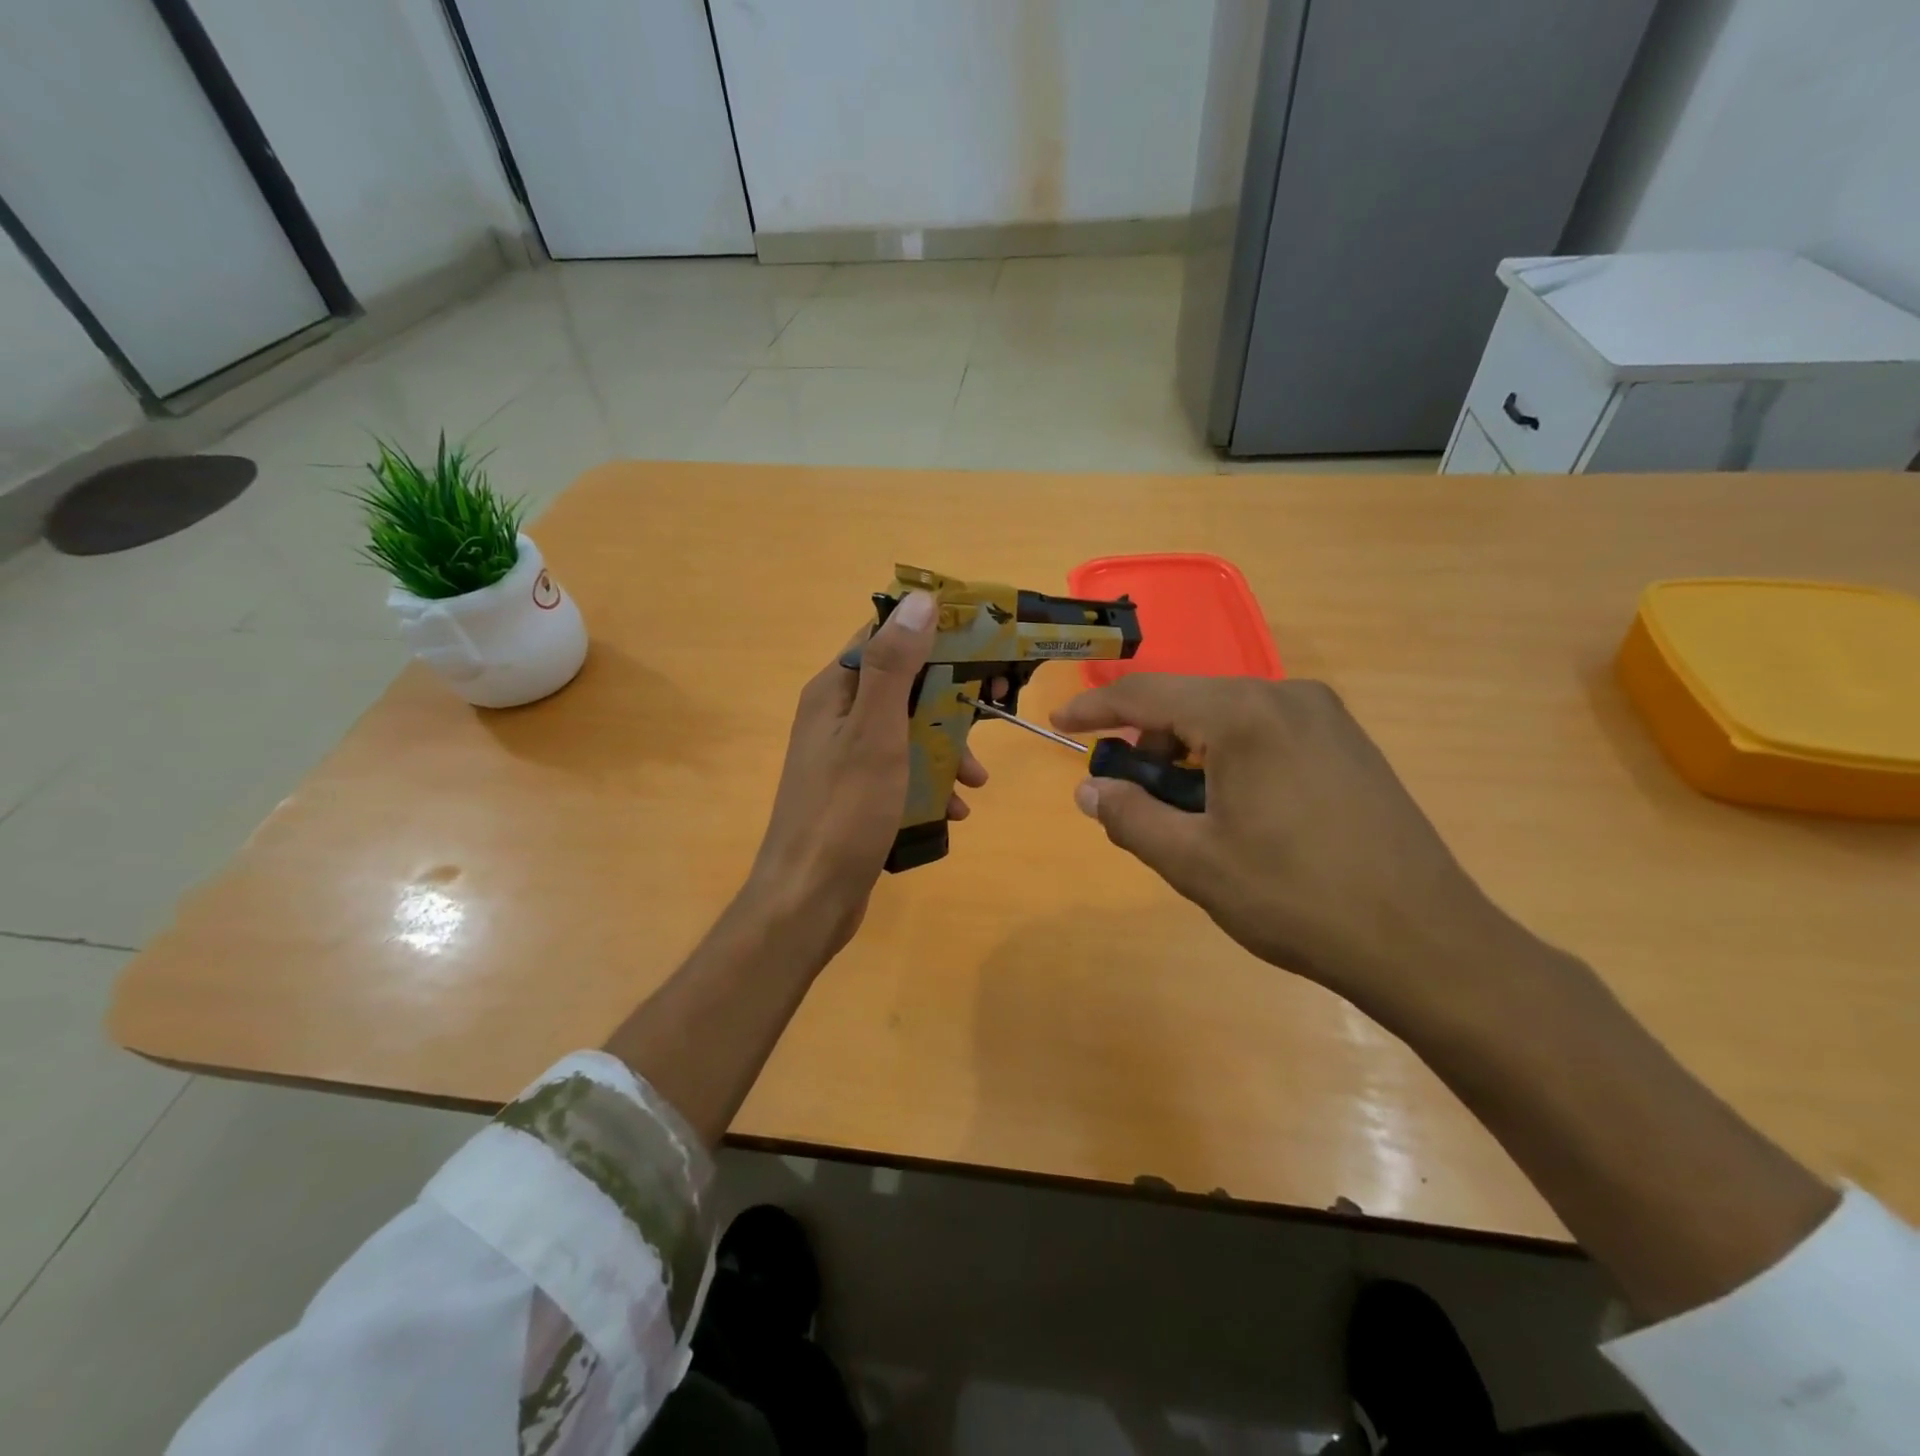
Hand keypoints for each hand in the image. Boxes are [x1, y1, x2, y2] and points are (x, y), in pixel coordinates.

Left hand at [743, 590, 987, 959]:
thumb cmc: (844, 811)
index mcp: (836, 690)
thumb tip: (920, 598)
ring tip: (976, 780)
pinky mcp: (858, 793)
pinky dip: (930, 783)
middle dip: (950, 699)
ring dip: (946, 748)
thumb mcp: (875, 732)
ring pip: (909, 731)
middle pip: (905, 685)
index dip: (934, 632)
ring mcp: (847, 757)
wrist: (808, 900)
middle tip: (996, 708)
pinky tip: (954, 810)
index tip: (982, 640)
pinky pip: (903, 772)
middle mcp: (838, 716)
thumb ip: (894, 665)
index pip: (886, 636)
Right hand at [1051, 675, 1518, 1018]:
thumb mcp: (1193, 862)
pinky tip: (1235, 807)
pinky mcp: (1348, 743)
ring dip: (1188, 752)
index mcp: (1245, 715)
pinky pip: (1265, 731)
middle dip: (1146, 740)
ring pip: (1228, 716)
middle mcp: (1287, 696)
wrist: (1424, 941)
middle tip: (1129, 792)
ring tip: (1185, 811)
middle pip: (1189, 701)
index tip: (1059, 724)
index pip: (1147, 694)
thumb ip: (1130, 817)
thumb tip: (1089, 791)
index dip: (1095, 708)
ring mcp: (1326, 717)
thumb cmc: (1295, 899)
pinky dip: (1229, 756)